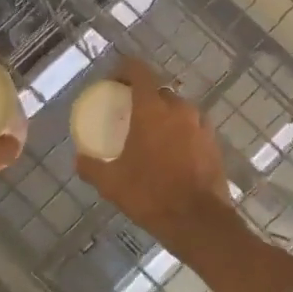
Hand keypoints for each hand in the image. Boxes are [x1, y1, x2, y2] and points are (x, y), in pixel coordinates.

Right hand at [75, 58, 237, 253]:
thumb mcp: (111, 184)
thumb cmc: (151, 196)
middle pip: (159, 91)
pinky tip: (171, 152)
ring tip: (150, 134)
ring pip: (178, 110)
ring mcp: (201, 125)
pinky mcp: (214, 143)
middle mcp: (180, 109)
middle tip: (128, 113)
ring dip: (163, 115)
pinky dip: (179, 132)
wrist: (199, 222)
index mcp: (152, 109)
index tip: (112, 81)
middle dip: (143, 96)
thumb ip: (91, 166)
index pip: (138, 71)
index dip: (124, 69)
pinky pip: (192, 128)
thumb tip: (78, 159)